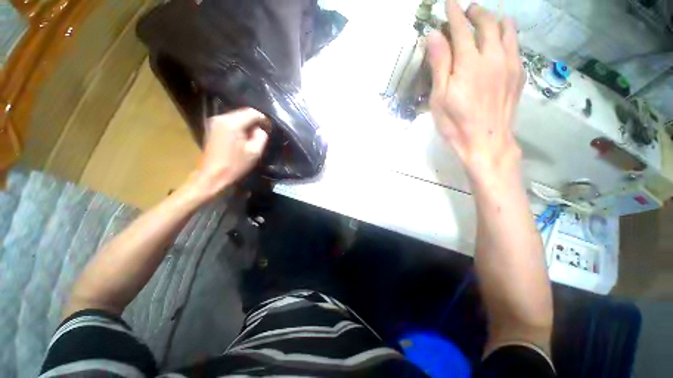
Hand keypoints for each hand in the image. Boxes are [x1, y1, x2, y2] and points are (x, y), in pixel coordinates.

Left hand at [188, 108, 268, 200]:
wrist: (212, 175)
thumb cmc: (235, 165)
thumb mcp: (254, 152)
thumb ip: (261, 137)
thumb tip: (260, 129)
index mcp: (232, 123)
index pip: (251, 112)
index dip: (262, 118)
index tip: (268, 127)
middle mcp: (221, 118)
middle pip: (243, 113)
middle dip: (254, 121)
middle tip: (261, 133)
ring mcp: (215, 122)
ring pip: (236, 116)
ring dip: (246, 124)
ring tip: (253, 136)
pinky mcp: (212, 127)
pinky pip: (230, 121)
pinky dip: (238, 127)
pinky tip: (242, 137)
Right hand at [428, 1, 524, 182]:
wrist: (486, 143)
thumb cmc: (455, 124)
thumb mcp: (439, 98)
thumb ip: (439, 64)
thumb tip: (434, 36)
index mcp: (469, 63)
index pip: (461, 29)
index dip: (454, 13)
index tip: (449, 2)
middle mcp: (493, 57)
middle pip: (487, 24)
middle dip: (476, 12)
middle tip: (467, 10)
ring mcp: (510, 65)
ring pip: (507, 30)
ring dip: (495, 20)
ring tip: (486, 19)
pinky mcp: (519, 75)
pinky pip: (516, 45)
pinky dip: (508, 35)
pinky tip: (502, 40)